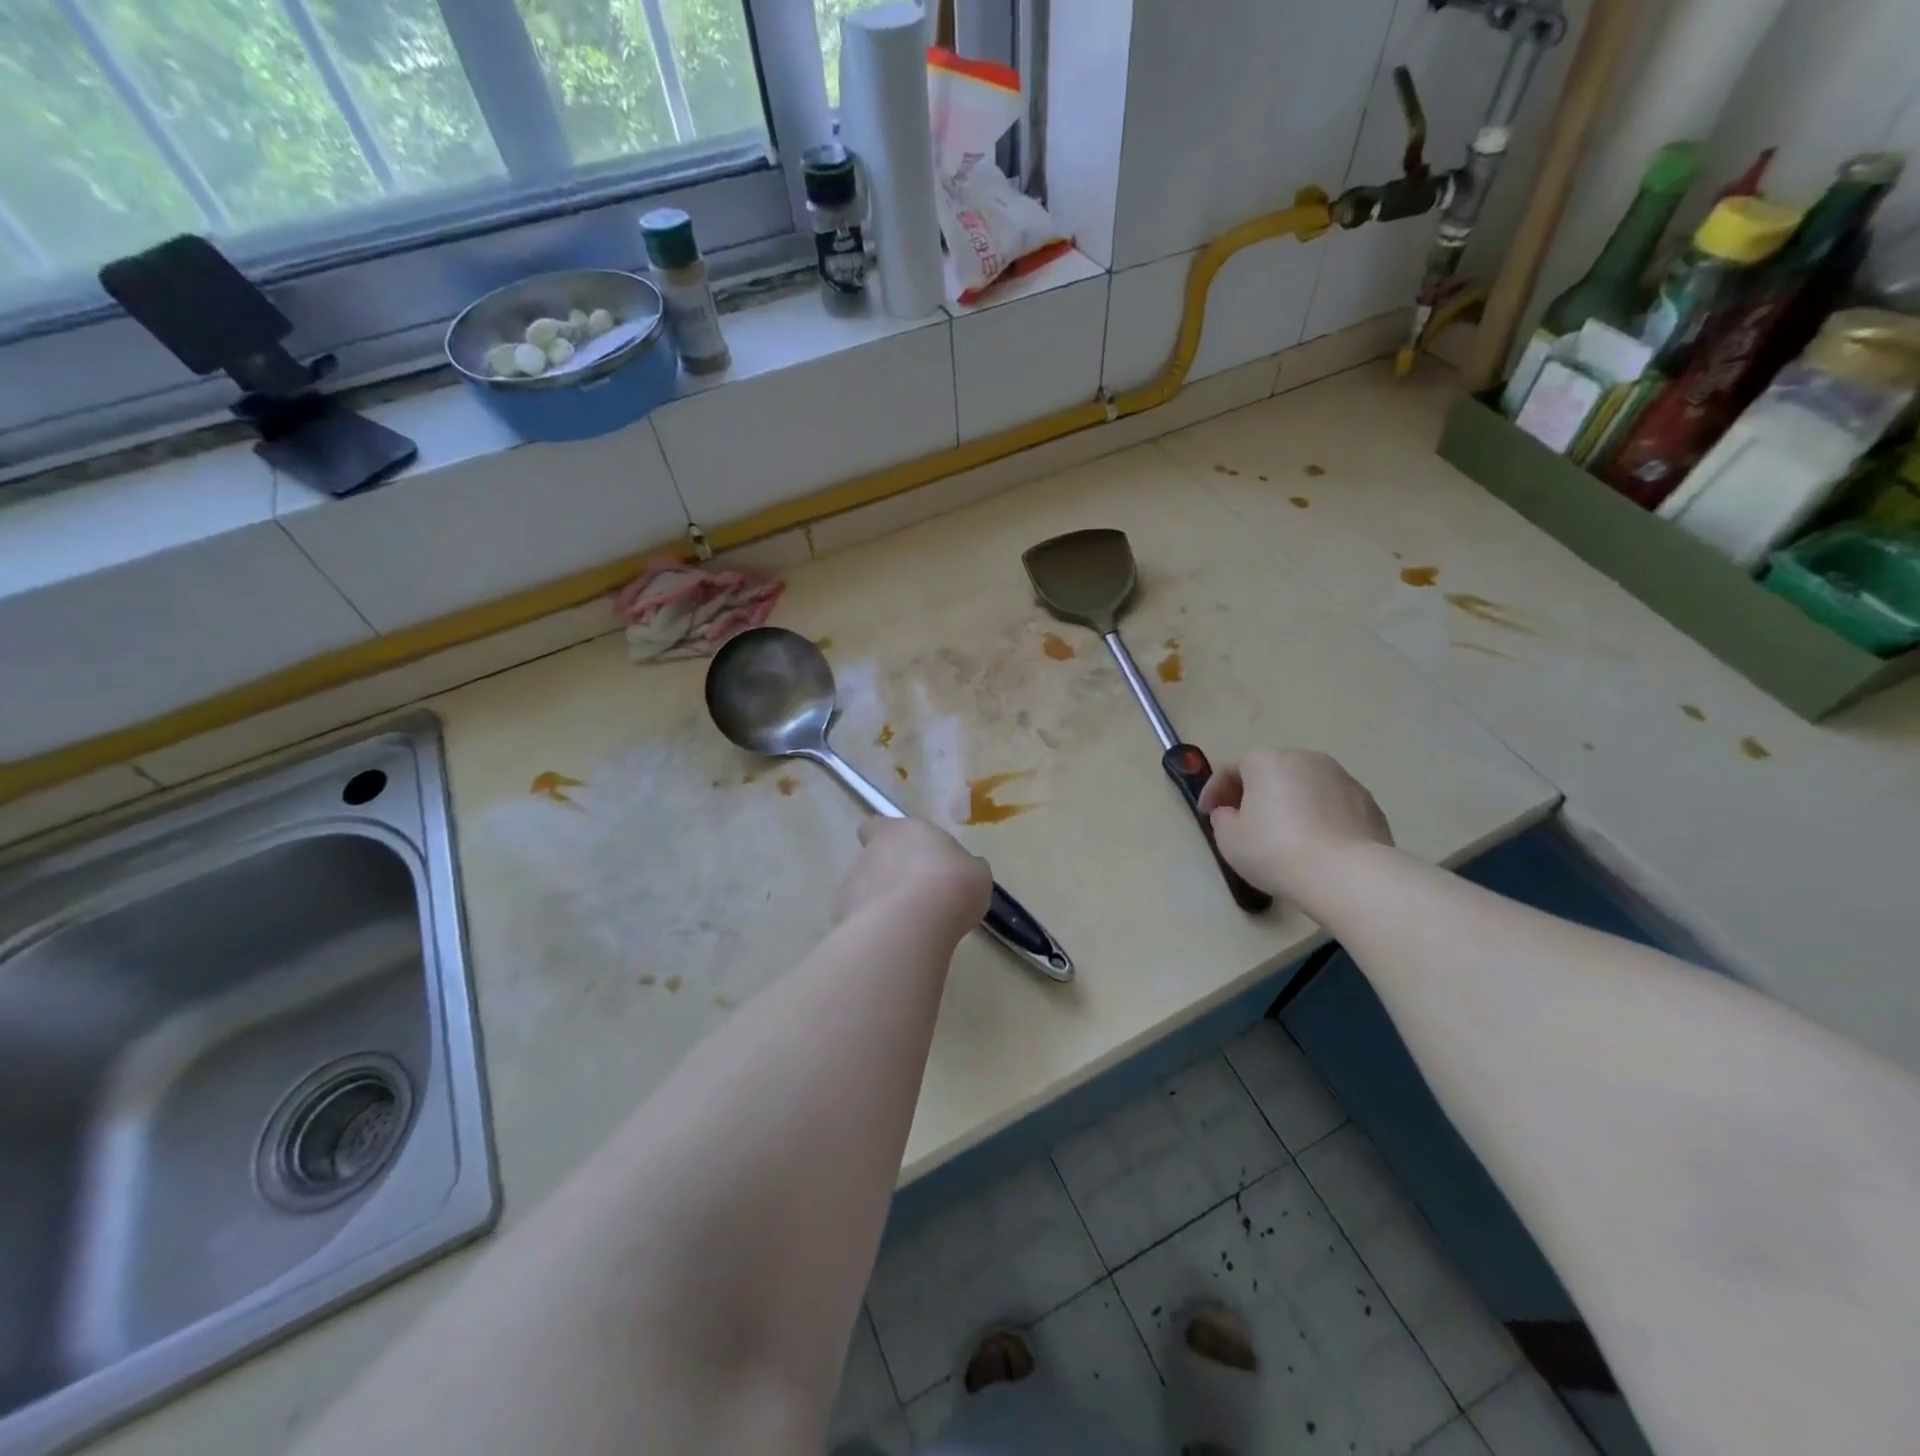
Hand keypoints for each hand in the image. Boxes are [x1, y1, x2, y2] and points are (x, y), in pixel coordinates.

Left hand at [834, 818, 991, 942]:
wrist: (913, 925)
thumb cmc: (951, 884)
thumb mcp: (975, 872)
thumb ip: (963, 867)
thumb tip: (964, 870)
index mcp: (900, 831)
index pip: (878, 826)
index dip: (888, 839)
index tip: (906, 855)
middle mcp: (870, 853)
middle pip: (873, 861)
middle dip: (890, 877)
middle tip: (919, 898)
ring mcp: (851, 886)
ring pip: (864, 892)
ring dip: (881, 905)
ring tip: (910, 927)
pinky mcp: (843, 919)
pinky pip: (861, 922)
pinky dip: (875, 930)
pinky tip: (896, 944)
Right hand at [1197, 750, 1393, 905]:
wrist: (1347, 875)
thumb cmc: (1276, 851)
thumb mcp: (1229, 839)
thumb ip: (1223, 819)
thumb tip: (1231, 814)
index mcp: (1266, 761)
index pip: (1230, 768)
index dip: (1214, 791)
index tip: (1207, 814)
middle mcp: (1305, 758)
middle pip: (1270, 772)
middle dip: (1254, 793)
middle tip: (1243, 822)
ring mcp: (1342, 778)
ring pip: (1303, 786)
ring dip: (1288, 804)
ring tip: (1282, 835)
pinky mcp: (1368, 802)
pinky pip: (1331, 804)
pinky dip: (1318, 817)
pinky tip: (1314, 844)